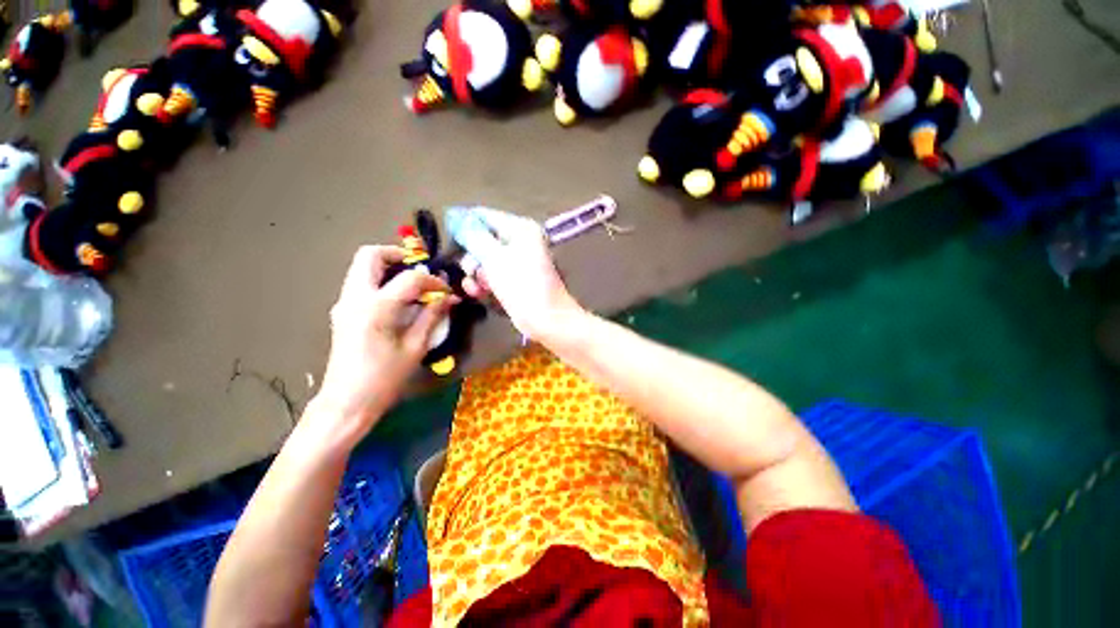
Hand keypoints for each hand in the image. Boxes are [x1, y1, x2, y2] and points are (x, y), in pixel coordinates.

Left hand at [313, 246, 455, 439]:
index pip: (410, 278)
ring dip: (389, 268)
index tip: (446, 292)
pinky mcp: (342, 311)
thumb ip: (432, 317)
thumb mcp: (416, 347)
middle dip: (398, 255)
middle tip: (420, 271)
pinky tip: (399, 301)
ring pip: (362, 267)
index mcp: (376, 308)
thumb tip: (449, 298)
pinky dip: (381, 281)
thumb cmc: (385, 378)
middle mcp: (355, 297)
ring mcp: (344, 303)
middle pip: (370, 255)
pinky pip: (361, 283)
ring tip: (413, 286)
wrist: (347, 402)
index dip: (433, 281)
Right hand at [458, 208, 584, 341]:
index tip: (447, 239)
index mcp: (520, 228)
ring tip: (478, 289)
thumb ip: (473, 235)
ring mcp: (518, 262)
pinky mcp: (515, 280)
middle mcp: (520, 241)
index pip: (484, 216)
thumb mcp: (493, 257)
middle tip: (471, 271)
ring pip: (485, 261)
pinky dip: (485, 284)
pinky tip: (480, 294)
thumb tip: (456, 216)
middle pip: (483, 240)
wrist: (545, 318)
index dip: (463, 224)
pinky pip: (493, 276)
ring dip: (476, 275)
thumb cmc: (521, 285)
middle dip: (472, 258)